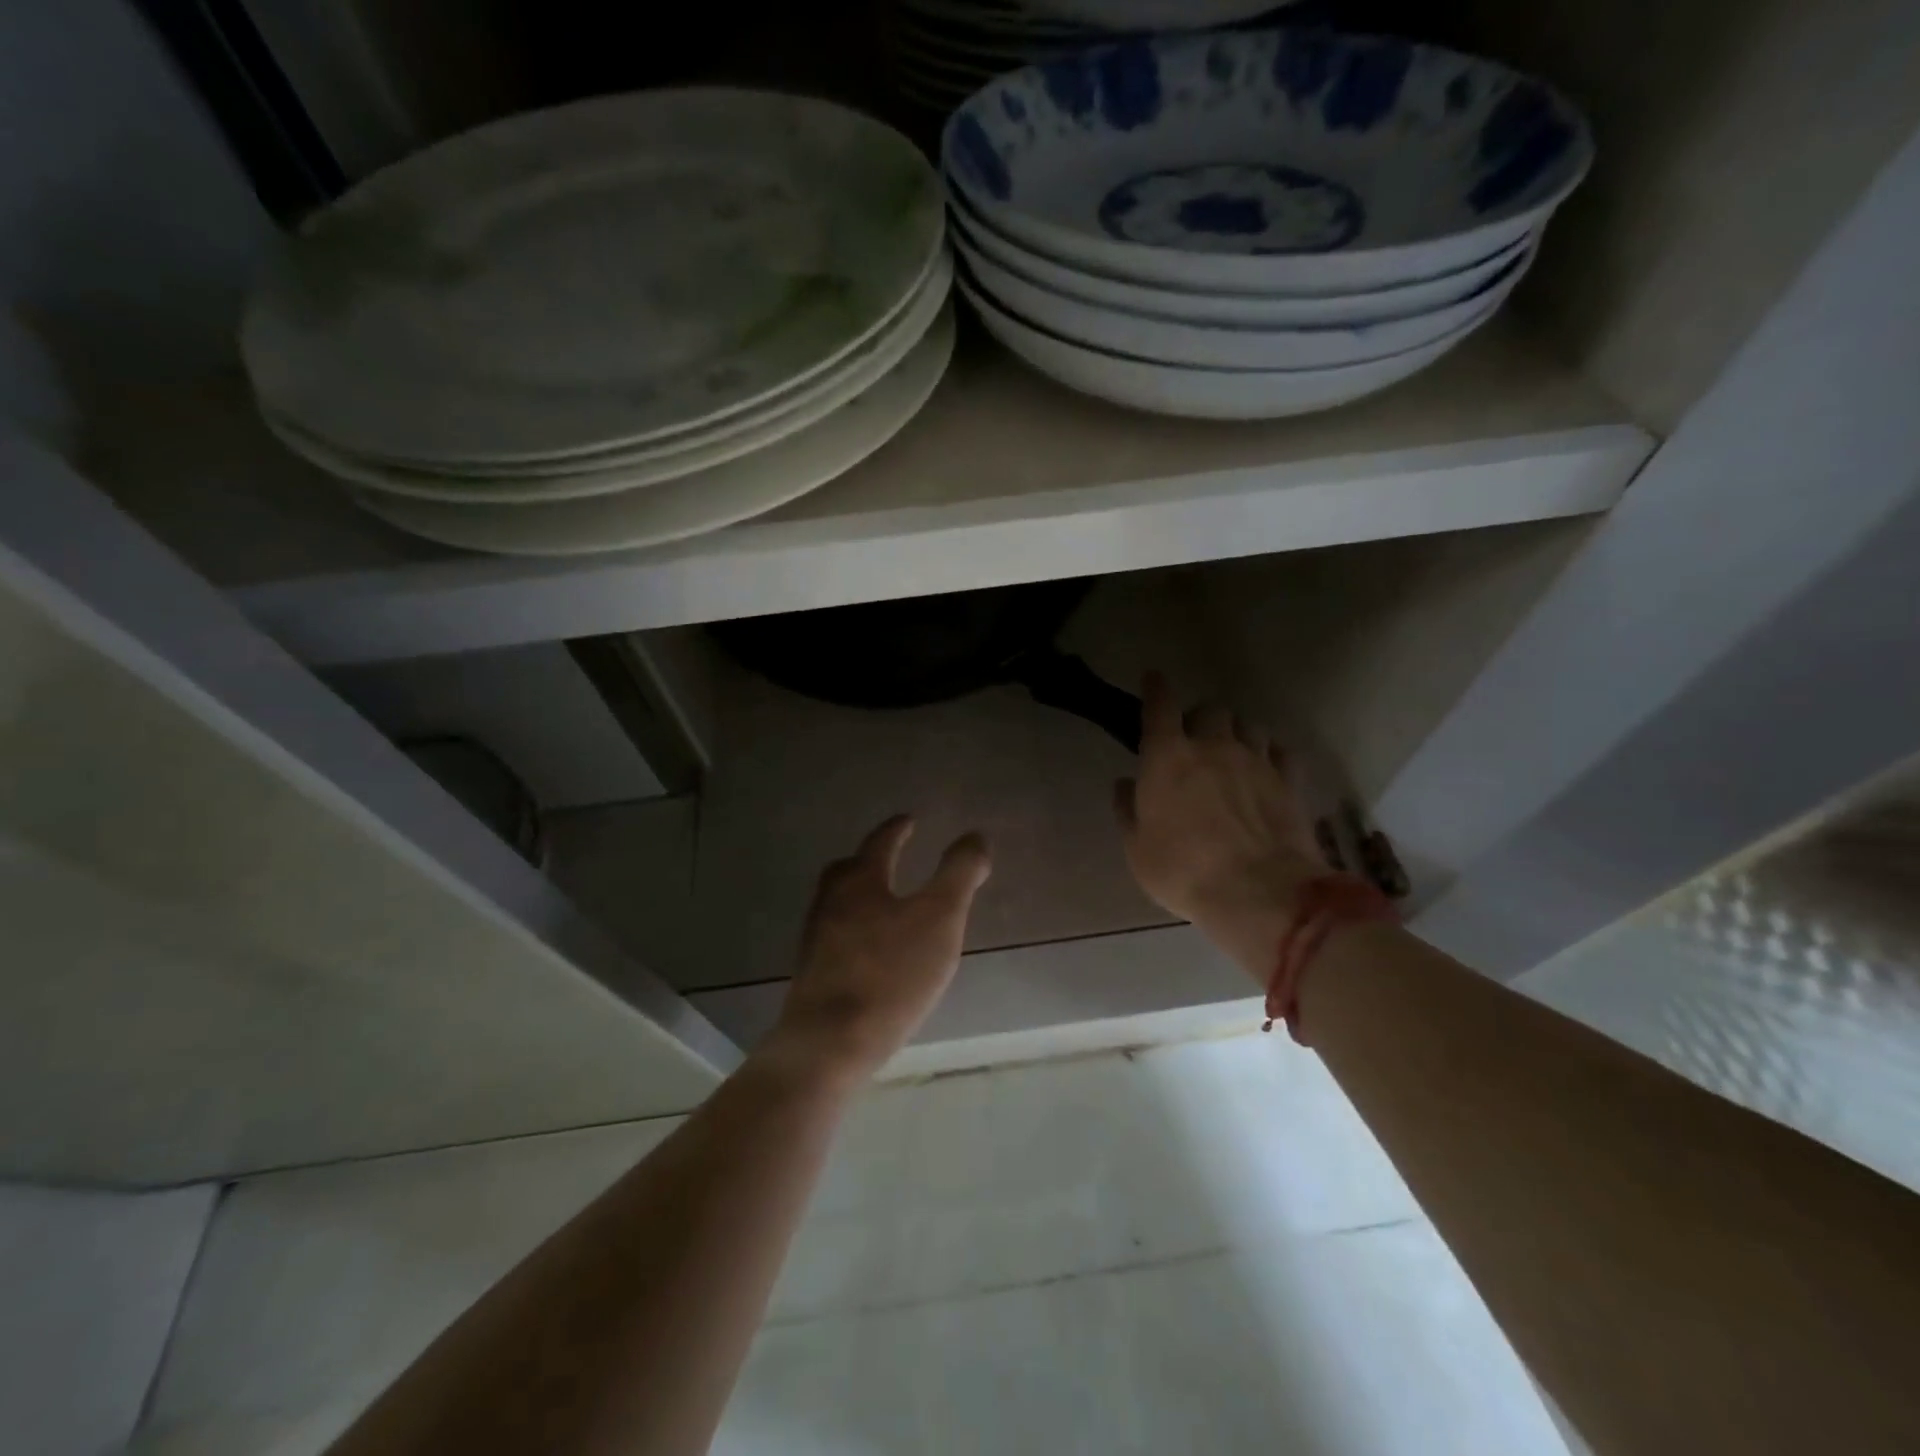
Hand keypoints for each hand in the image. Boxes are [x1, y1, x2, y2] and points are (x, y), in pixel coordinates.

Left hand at [765, 814, 991, 1083]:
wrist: (829, 1042)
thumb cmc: (891, 974)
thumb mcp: (940, 918)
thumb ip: (959, 874)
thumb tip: (975, 836)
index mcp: (860, 881)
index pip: (879, 842)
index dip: (897, 829)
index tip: (909, 821)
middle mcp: (830, 901)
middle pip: (846, 869)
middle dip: (869, 858)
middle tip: (889, 856)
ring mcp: (814, 938)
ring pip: (836, 902)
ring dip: (859, 894)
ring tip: (882, 903)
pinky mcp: (811, 973)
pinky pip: (833, 934)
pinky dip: (853, 927)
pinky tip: (869, 949)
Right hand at [1114, 672, 1325, 981]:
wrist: (1258, 893)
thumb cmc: (1183, 871)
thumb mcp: (1137, 848)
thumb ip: (1129, 810)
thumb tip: (1127, 784)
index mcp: (1168, 757)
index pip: (1160, 706)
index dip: (1156, 688)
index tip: (1154, 678)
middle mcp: (1213, 746)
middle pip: (1210, 709)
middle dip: (1200, 718)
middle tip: (1195, 739)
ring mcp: (1256, 761)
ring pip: (1249, 725)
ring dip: (1236, 732)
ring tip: (1232, 752)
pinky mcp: (1289, 781)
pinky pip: (1280, 751)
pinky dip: (1270, 754)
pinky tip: (1265, 770)